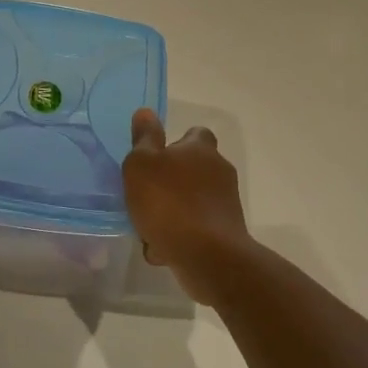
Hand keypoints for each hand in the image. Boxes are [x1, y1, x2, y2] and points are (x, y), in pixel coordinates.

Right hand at [123, 108, 253, 304]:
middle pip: (193, 169)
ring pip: (192, 201)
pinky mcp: (226, 231)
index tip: (157, 157)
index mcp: (200, 149)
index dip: (177, 142)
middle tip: (146, 196)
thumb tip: (146, 112)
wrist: (207, 255)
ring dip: (173, 212)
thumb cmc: (168, 202)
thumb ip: (144, 139)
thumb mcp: (142, 165)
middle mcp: (219, 171)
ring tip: (149, 229)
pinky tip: (162, 250)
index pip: (195, 134)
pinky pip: (197, 228)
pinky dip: (180, 235)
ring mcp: (225, 202)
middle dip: (172, 181)